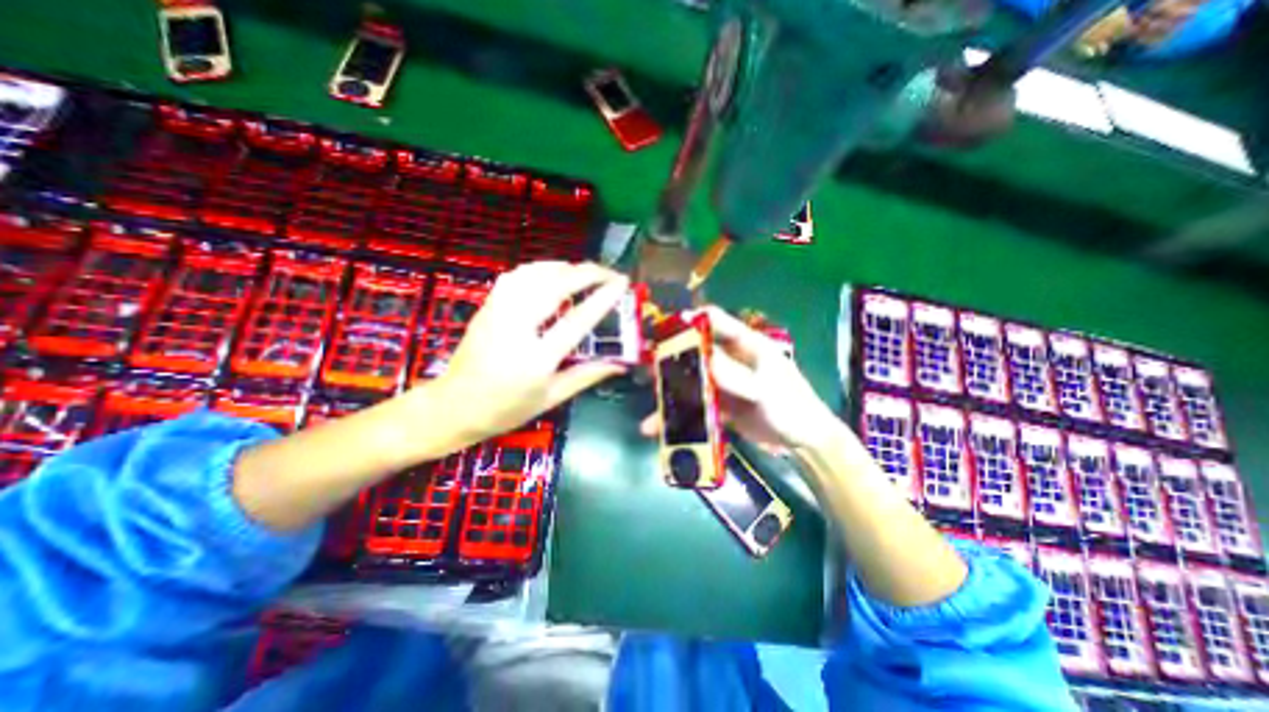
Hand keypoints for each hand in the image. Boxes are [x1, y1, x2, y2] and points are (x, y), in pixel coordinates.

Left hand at [420, 264, 631, 446]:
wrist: (453, 406)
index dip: (604, 298)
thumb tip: (620, 364)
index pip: (578, 320)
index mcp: (537, 359)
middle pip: (556, 286)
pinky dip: (540, 268)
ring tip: (586, 272)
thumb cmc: (505, 409)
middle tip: (610, 273)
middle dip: (588, 273)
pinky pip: (516, 276)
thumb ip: (587, 376)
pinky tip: (553, 273)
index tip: (622, 283)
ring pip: (534, 274)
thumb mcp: (551, 398)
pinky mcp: (487, 306)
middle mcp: (516, 328)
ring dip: (565, 267)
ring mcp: (498, 313)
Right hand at [645, 307, 839, 449]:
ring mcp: (725, 384)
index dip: (692, 321)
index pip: (716, 322)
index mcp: (746, 345)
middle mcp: (732, 360)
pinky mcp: (722, 405)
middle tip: (648, 369)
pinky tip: (663, 427)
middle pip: (697, 353)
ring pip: (693, 382)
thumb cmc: (791, 406)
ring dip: (673, 392)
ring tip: (652, 403)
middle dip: (672, 360)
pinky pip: (697, 406)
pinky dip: (682, 415)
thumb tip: (701, 359)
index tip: (665, 328)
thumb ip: (734, 375)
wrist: (803, 442)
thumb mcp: (764, 388)